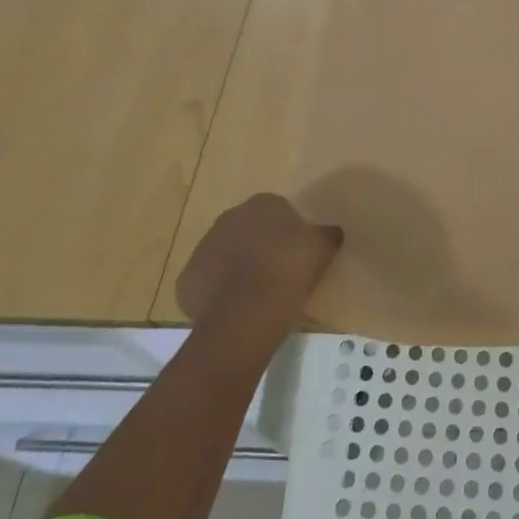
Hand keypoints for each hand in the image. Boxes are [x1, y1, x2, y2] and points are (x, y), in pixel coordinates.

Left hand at [175, 194, 342, 351]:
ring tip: (257, 293)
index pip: (278, 210)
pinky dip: (219, 292)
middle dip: (260, 245)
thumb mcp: (323, 248)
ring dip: (237, 267)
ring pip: (225, 254)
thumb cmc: (289, 270)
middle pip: (248, 229)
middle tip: (279, 271)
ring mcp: (202, 248)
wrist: (246, 314)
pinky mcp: (187, 280)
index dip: (289, 231)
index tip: (298, 253)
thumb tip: (331, 231)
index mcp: (262, 204)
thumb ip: (327, 234)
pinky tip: (236, 308)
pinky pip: (208, 282)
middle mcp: (228, 218)